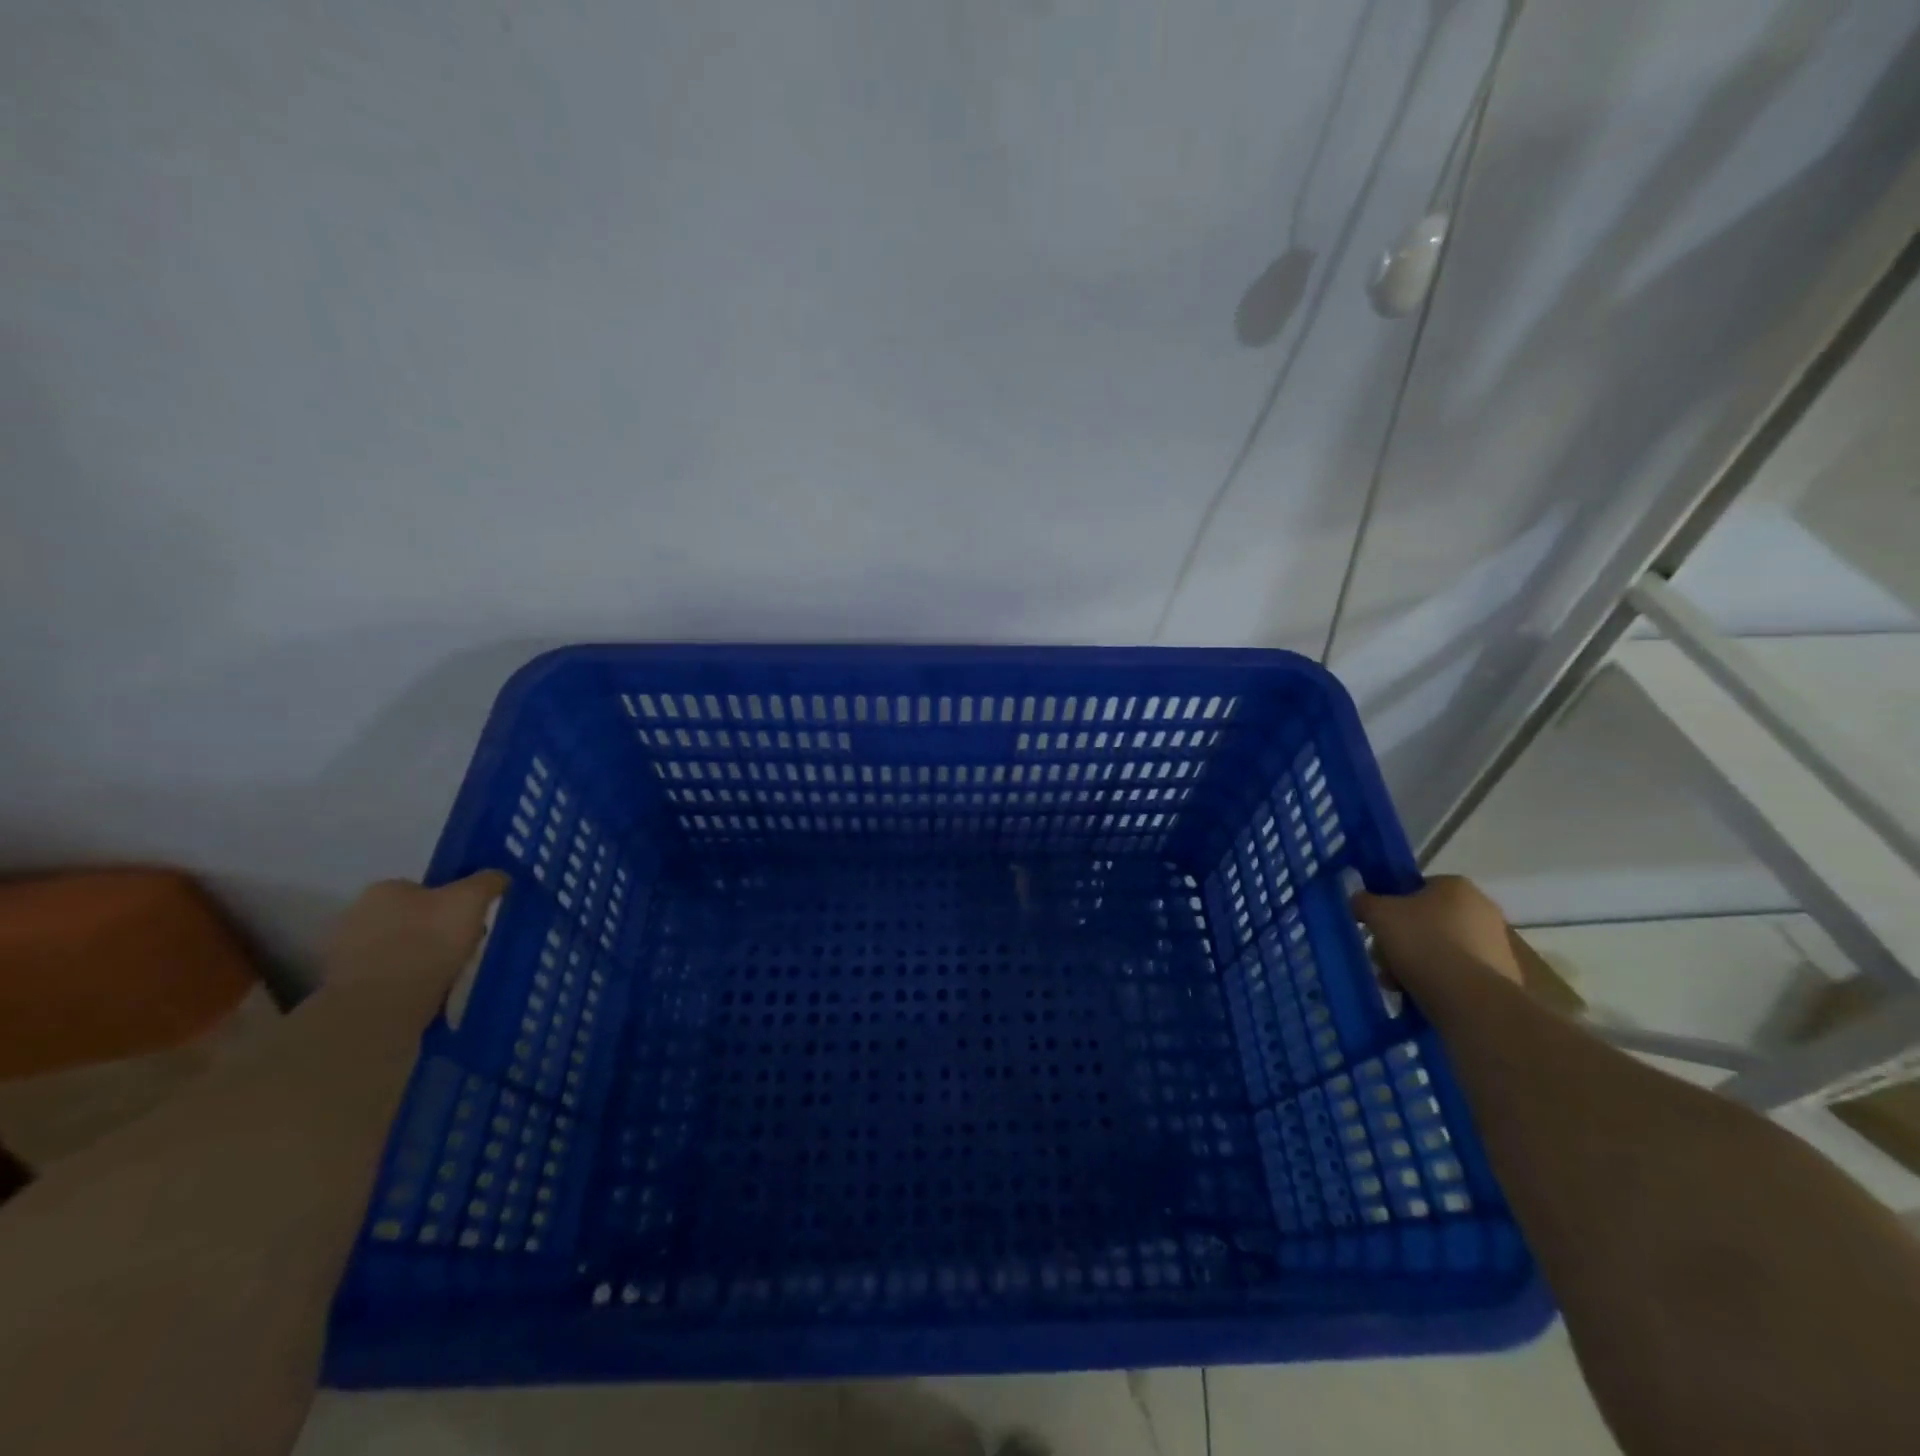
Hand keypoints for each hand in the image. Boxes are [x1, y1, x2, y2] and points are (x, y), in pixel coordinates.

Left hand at [321, 873, 508, 1014]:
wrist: (381, 1006)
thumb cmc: (428, 942)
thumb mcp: (470, 900)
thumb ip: (486, 882)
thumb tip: (498, 876)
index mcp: (385, 889)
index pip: (424, 889)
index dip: (451, 903)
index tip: (471, 923)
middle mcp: (358, 915)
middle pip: (410, 918)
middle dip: (434, 931)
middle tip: (462, 950)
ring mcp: (346, 954)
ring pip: (398, 949)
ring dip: (420, 959)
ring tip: (448, 976)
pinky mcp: (345, 989)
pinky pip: (387, 978)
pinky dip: (406, 983)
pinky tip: (426, 993)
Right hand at [1352, 875, 1521, 989]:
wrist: (1471, 999)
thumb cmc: (1422, 943)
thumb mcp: (1378, 914)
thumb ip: (1364, 901)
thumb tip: (1361, 901)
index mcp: (1456, 886)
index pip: (1415, 888)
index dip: (1391, 906)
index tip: (1378, 927)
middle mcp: (1483, 909)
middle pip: (1426, 920)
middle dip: (1401, 940)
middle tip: (1383, 958)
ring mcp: (1497, 943)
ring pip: (1440, 947)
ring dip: (1415, 961)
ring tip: (1396, 982)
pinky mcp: (1503, 975)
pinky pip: (1458, 971)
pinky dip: (1438, 979)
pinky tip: (1419, 993)